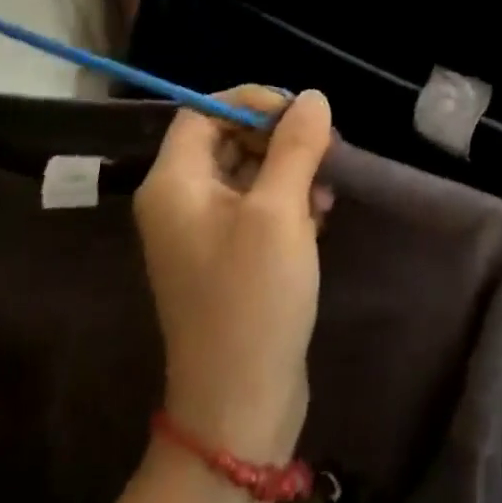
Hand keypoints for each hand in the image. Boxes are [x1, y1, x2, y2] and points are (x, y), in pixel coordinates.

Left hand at [136, 87, 334, 463]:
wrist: (240, 405)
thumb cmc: (252, 298)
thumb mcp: (279, 211)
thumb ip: (295, 146)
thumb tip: (312, 97)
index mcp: (174, 184)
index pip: (205, 111)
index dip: (252, 102)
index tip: (300, 114)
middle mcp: (180, 202)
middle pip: (229, 138)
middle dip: (280, 138)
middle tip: (326, 149)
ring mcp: (204, 233)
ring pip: (249, 172)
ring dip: (292, 170)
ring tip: (327, 192)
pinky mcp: (229, 257)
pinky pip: (257, 206)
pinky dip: (289, 201)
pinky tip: (320, 217)